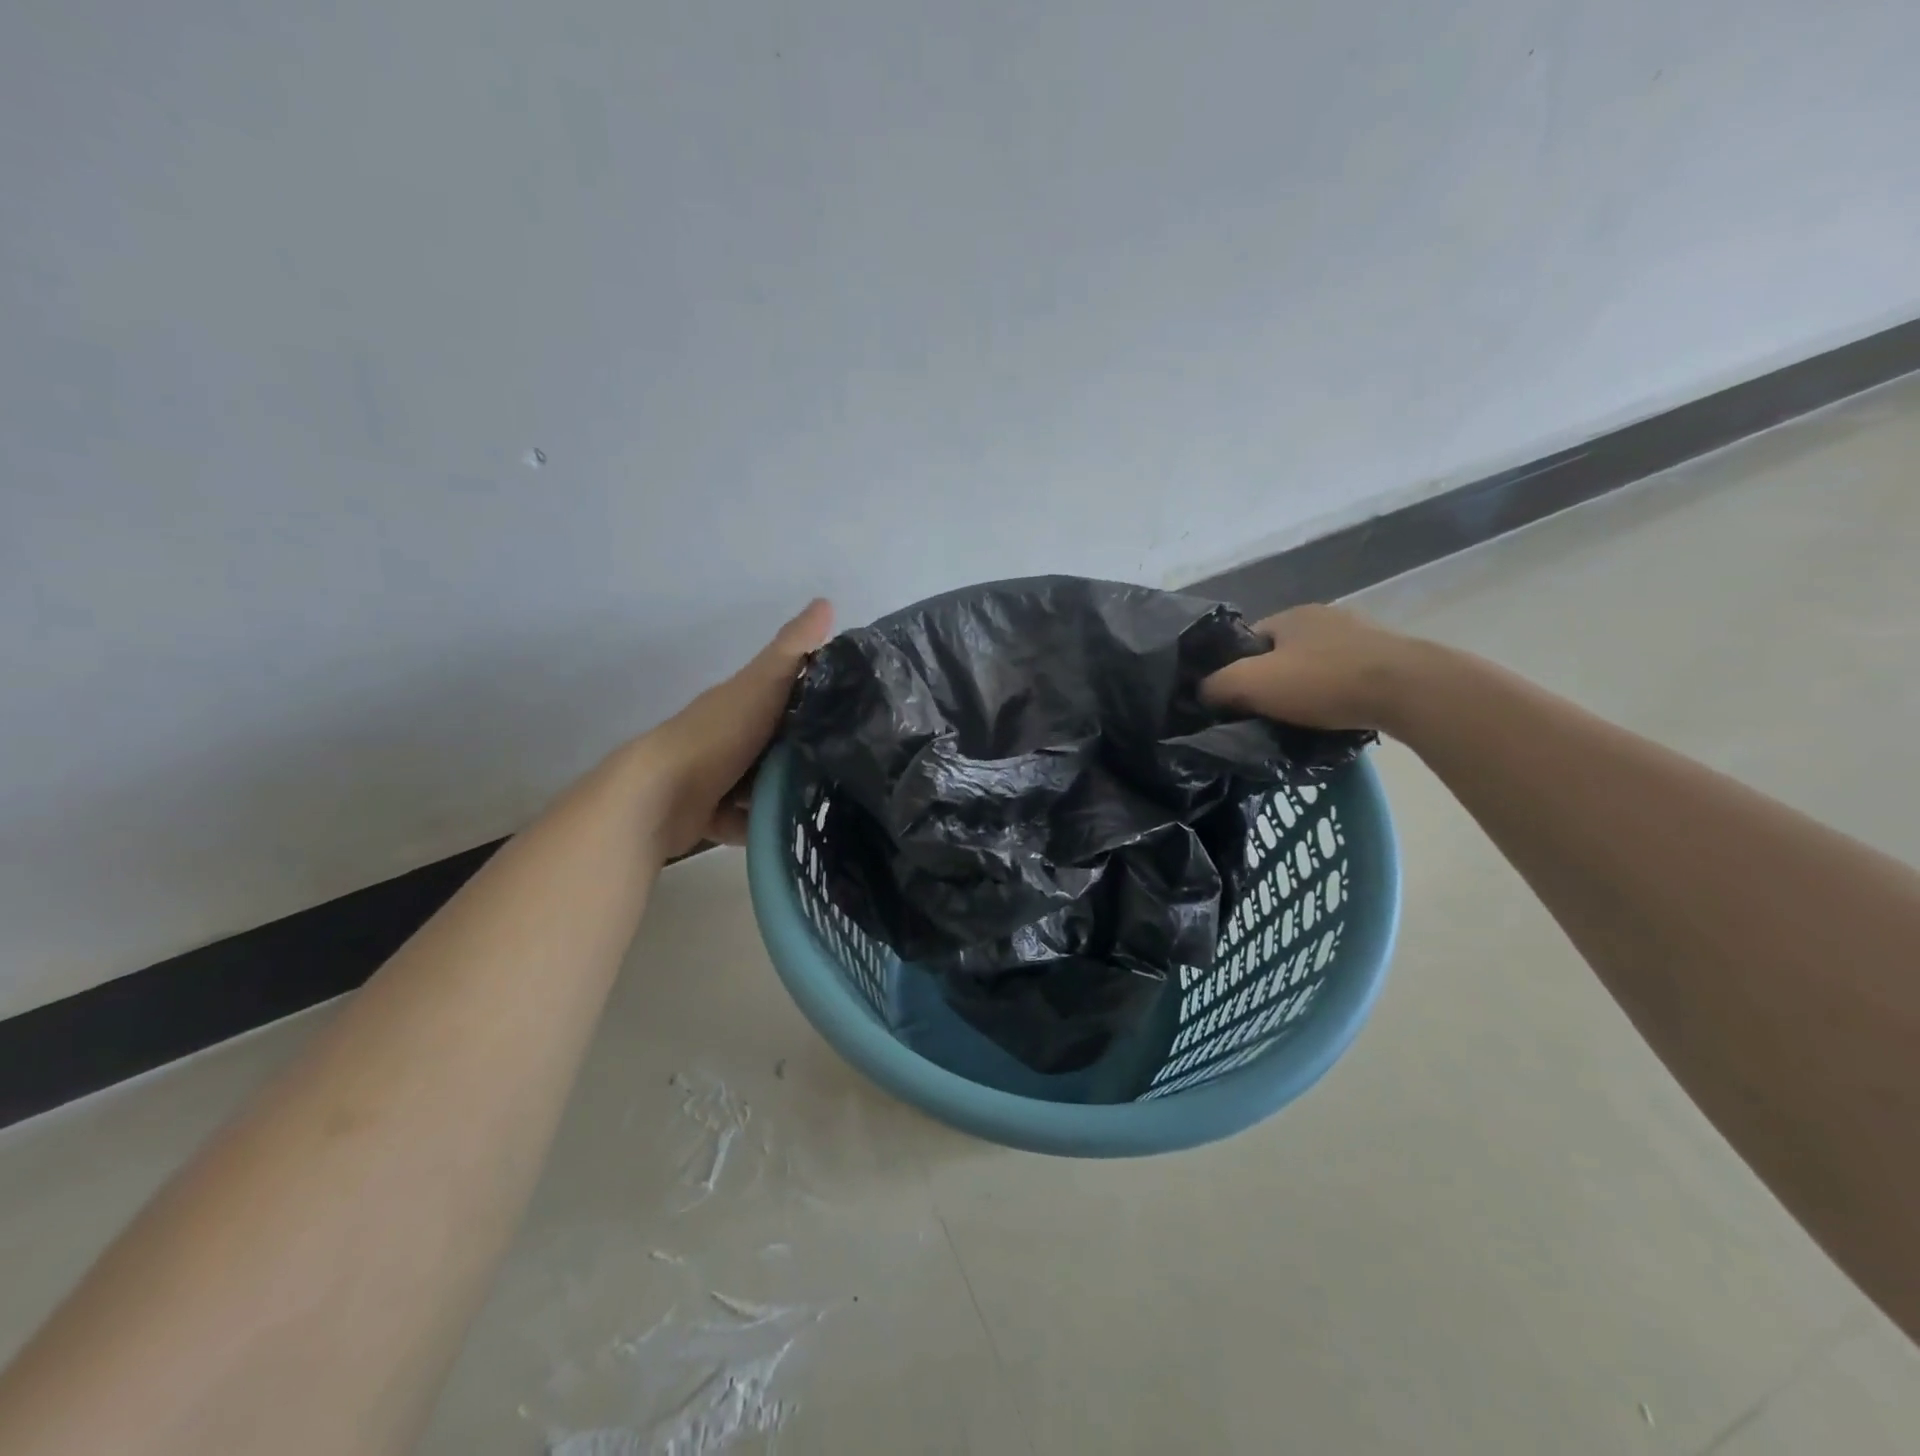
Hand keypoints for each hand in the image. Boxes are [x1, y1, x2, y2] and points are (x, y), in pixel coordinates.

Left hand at [629, 599, 833, 856]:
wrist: (662, 795)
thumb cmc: (718, 734)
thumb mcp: (763, 683)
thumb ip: (793, 649)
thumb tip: (826, 601)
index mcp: (742, 702)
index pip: (787, 693)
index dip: (820, 697)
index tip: (861, 711)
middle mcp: (730, 737)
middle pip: (779, 742)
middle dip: (809, 753)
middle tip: (855, 767)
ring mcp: (718, 777)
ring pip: (764, 785)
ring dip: (788, 794)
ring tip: (834, 805)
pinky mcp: (710, 814)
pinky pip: (746, 821)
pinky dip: (762, 826)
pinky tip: (794, 834)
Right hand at [1200, 603, 1415, 732]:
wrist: (1410, 690)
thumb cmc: (1324, 681)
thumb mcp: (1251, 683)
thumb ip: (1217, 686)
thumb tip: (1203, 693)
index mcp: (1290, 615)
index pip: (1247, 642)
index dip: (1235, 671)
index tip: (1235, 702)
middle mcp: (1325, 617)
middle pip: (1282, 653)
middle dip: (1272, 681)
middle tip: (1267, 714)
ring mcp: (1362, 635)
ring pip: (1316, 666)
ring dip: (1307, 690)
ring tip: (1303, 720)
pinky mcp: (1389, 659)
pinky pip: (1347, 678)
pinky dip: (1337, 696)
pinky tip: (1337, 715)